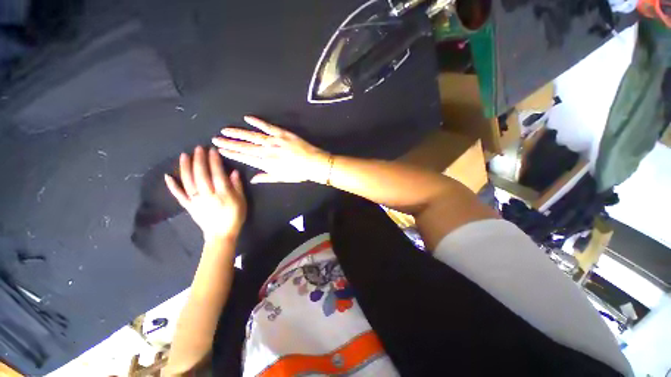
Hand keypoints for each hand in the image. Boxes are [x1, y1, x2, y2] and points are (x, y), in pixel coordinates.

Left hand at [165, 146, 246, 241]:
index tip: (212, 150)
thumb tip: (234, 172)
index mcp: (222, 193)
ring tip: (184, 155)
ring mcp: (196, 200)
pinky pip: (179, 195)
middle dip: (199, 160)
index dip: (214, 161)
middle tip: (198, 148)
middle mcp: (207, 195)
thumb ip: (237, 186)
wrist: (221, 234)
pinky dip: (172, 186)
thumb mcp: (242, 201)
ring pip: (189, 182)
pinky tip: (167, 176)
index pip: (217, 174)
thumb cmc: (235, 216)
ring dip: (185, 168)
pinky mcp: (189, 206)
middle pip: (201, 175)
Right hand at [212, 116, 330, 183]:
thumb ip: (266, 177)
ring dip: (238, 133)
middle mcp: (266, 151)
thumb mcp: (281, 178)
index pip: (245, 158)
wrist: (313, 163)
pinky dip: (257, 122)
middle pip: (244, 146)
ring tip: (225, 130)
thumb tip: (252, 179)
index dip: (232, 154)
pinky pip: (267, 126)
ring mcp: (274, 141)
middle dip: (229, 143)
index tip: (221, 150)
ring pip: (252, 136)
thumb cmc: (299, 173)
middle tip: (215, 139)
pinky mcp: (282, 133)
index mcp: (266, 163)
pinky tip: (247, 118)